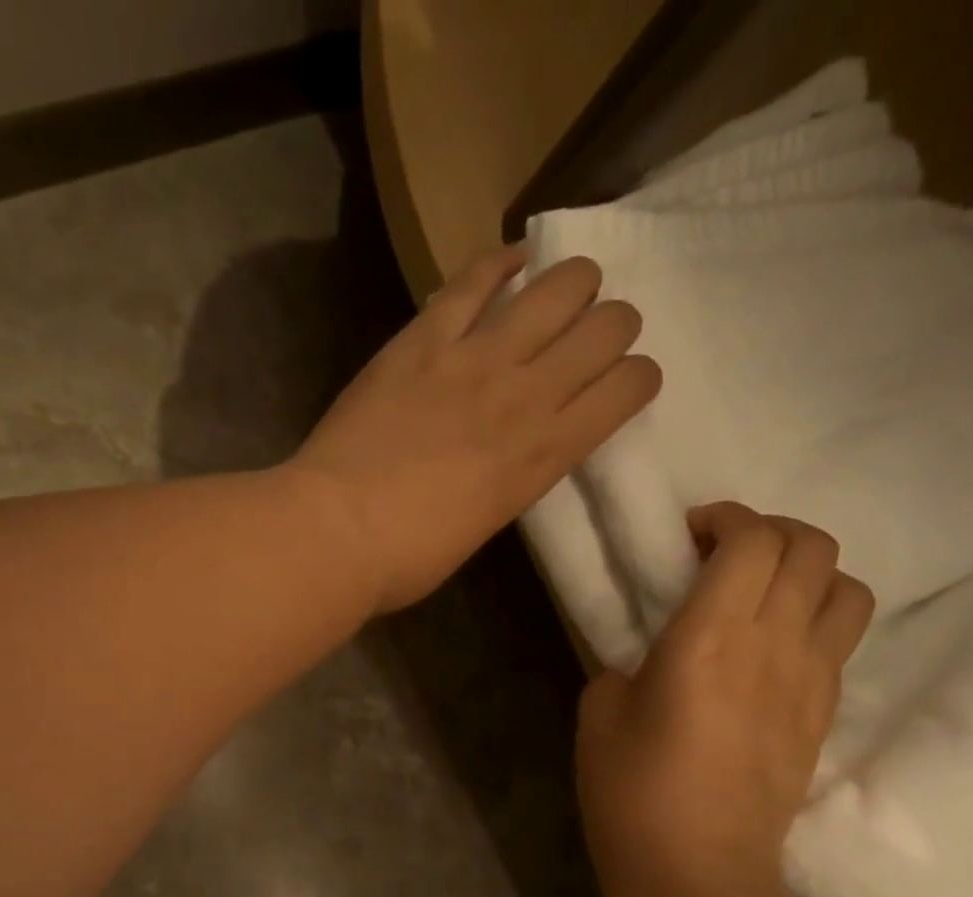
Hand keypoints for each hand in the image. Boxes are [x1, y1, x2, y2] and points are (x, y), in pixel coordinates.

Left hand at [291, 246, 661, 612]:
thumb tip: (512, 456)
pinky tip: (509, 263)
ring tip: (558, 296)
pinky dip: (499, 263)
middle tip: (588, 339)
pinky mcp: (424, 338)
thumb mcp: (483, 526)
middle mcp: (527, 395)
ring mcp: (475, 358)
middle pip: (609, 326)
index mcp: (545, 456)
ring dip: (573, 284)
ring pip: (561, 285)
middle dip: (612, 327)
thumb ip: (512, 480)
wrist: (336, 532)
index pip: (629, 388)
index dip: (635, 378)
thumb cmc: (406, 557)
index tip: (617, 385)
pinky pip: (475, 278)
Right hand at [576, 503, 874, 896]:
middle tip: (725, 553)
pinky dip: (815, 617)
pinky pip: (840, 639)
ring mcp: (811, 680)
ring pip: (847, 588)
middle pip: (813, 548)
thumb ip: (624, 666)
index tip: (691, 533)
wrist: (696, 871)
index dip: (726, 518)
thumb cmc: (631, 792)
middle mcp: (774, 645)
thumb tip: (649, 658)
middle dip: (771, 531)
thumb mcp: (599, 715)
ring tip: (763, 593)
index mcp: (709, 638)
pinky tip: (772, 647)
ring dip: (808, 571)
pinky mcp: (824, 714)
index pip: (753, 541)